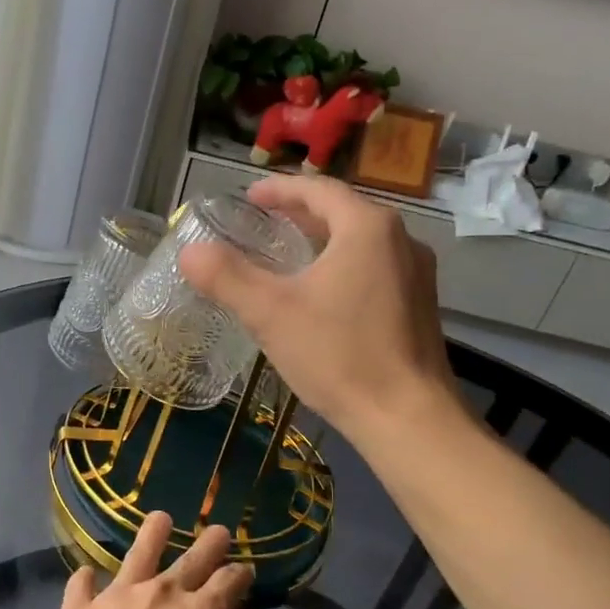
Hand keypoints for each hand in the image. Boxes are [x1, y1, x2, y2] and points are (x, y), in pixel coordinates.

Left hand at [40, 513, 251, 608]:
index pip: (228, 584)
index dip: (239, 576)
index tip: (243, 571)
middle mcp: (160, 596)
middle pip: (191, 560)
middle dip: (209, 544)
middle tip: (218, 530)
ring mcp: (115, 599)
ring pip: (138, 554)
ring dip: (152, 535)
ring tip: (160, 519)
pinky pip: (81, 585)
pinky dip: (86, 580)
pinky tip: (87, 576)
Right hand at [180, 174, 460, 435]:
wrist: (408, 418)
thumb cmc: (339, 355)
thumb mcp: (270, 312)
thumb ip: (226, 276)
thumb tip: (190, 252)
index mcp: (367, 228)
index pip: (319, 190)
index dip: (280, 190)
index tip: (249, 197)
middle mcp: (400, 240)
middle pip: (343, 212)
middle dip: (300, 213)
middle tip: (262, 222)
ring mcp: (416, 274)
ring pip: (361, 241)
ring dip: (322, 239)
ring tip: (287, 252)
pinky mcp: (420, 306)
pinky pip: (375, 267)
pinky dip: (342, 264)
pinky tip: (321, 293)